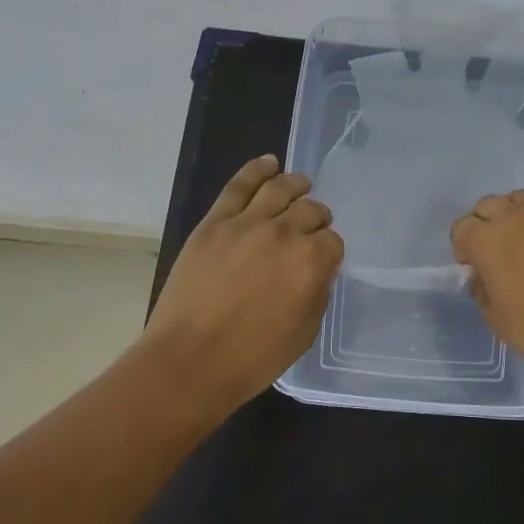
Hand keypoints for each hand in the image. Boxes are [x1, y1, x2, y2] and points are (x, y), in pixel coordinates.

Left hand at [143, 155, 343, 407]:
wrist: (190, 360)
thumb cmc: (253, 357)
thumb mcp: (305, 332)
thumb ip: (317, 293)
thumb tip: (316, 270)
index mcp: (311, 261)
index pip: (332, 241)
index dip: (329, 250)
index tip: (322, 260)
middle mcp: (284, 233)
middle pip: (310, 210)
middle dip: (317, 218)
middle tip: (313, 226)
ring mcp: (246, 223)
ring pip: (278, 188)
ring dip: (295, 183)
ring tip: (300, 183)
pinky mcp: (214, 222)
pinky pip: (238, 186)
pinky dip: (256, 170)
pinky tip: (269, 163)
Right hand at [449, 181, 523, 384]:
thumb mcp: (496, 319)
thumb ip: (481, 289)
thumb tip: (480, 273)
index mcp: (485, 242)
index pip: (462, 228)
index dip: (465, 247)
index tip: (475, 265)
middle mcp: (512, 217)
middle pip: (488, 206)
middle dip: (487, 225)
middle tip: (500, 250)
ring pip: (519, 196)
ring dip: (515, 211)